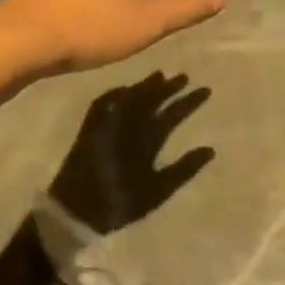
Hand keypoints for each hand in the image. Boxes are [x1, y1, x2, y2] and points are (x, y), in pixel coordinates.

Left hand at [49, 72, 214, 232]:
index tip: (205, 89)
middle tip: (183, 77)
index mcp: (146, 139)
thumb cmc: (120, 202)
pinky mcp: (89, 128)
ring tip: (159, 76)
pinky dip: (115, 94)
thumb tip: (209, 149)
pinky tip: (122, 89)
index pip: (172, 114)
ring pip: (129, 97)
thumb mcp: (157, 191)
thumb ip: (184, 170)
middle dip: (169, 88)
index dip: (189, 101)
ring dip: (145, 86)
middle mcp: (126, 125)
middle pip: (151, 99)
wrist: (75, 209)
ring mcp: (106, 124)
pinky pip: (103, 103)